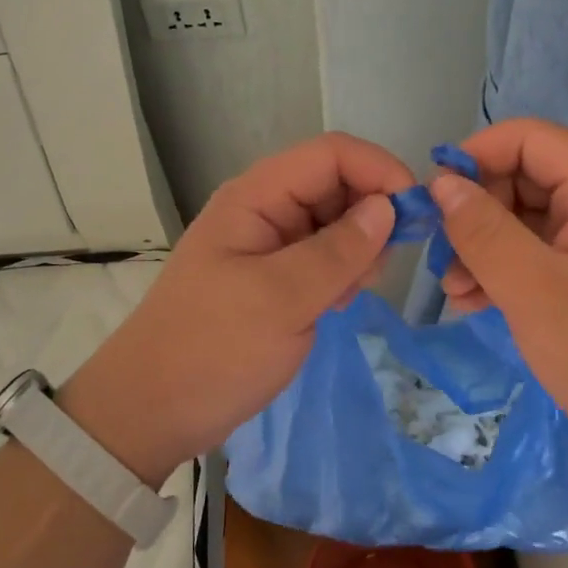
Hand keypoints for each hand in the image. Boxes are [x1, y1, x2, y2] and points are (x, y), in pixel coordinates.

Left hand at [61, 132, 412, 485]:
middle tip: (378, 270)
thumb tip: (388, 208)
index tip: (416, 215)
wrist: (150, 412)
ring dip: (358, 249)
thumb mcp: (281, 300)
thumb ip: (339, 251)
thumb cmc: (212, 350)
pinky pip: (322, 257)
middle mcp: (264, 209)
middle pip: (336, 184)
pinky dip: (341, 273)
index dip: (379, 170)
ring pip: (334, 222)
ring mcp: (269, 244)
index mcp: (257, 196)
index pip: (332, 154)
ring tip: (349, 294)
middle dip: (371, 216)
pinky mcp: (274, 277)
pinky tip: (335, 305)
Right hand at [430, 118, 567, 484]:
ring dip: (485, 246)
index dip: (476, 155)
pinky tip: (476, 302)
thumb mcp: (536, 291)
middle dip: (476, 210)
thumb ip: (483, 232)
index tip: (434, 196)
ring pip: (529, 221)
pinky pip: (544, 256)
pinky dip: (508, 271)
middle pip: (526, 178)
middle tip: (440, 254)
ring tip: (453, 289)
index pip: (528, 138)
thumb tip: (442, 183)